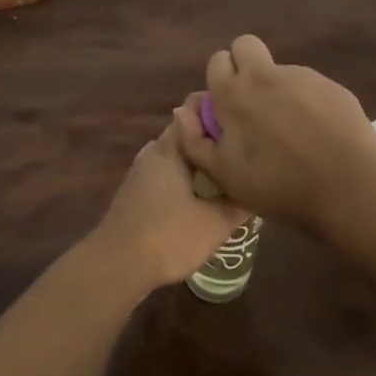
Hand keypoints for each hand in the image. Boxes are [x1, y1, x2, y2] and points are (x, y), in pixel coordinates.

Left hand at [88, 120, 248, 293]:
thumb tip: (257, 189)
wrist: (117, 265)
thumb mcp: (214, 224)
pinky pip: (165, 173)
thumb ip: (238, 204)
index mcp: (170, 148)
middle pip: (185, 134)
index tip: (242, 119)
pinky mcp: (135, 193)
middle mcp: (152, 152)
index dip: (217, 110)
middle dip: (211, 138)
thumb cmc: (168, 236)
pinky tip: (199, 195)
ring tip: (225, 170)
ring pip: (174, 155)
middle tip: (240, 148)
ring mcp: (140, 172)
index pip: (193, 110)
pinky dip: (184, 177)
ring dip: (197, 160)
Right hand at [172, 35, 375, 229]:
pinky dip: (306, 101)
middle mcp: (264, 75)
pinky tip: (317, 132)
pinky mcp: (332, 86)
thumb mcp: (223, 175)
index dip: (219, 80)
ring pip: (278, 68)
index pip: (217, 61)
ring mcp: (302, 77)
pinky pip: (309, 85)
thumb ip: (194, 140)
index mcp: (233, 93)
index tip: (226, 107)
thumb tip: (183, 110)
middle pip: (245, 45)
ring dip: (276, 87)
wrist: (347, 188)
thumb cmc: (277, 185)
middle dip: (243, 64)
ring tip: (290, 128)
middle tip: (251, 102)